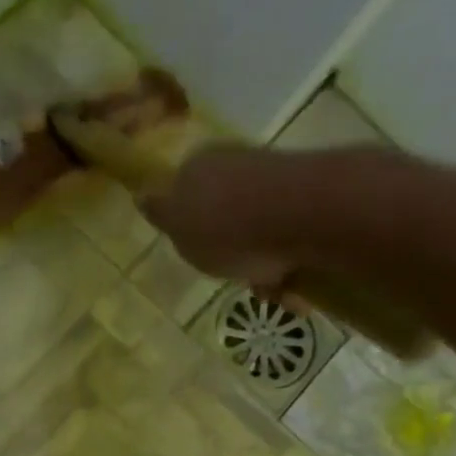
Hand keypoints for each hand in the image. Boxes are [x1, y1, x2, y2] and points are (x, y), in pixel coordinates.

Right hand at [141, 143, 410, 305]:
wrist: (304, 215)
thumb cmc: (227, 227)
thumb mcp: (178, 226)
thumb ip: (160, 211)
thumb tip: (141, 194)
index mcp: (199, 166)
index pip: (184, 195)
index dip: (189, 228)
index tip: (197, 256)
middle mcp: (238, 165)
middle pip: (226, 218)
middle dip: (231, 253)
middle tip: (234, 277)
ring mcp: (279, 180)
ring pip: (261, 234)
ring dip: (264, 267)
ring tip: (270, 291)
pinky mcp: (315, 200)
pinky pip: (294, 242)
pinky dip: (292, 267)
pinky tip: (295, 288)